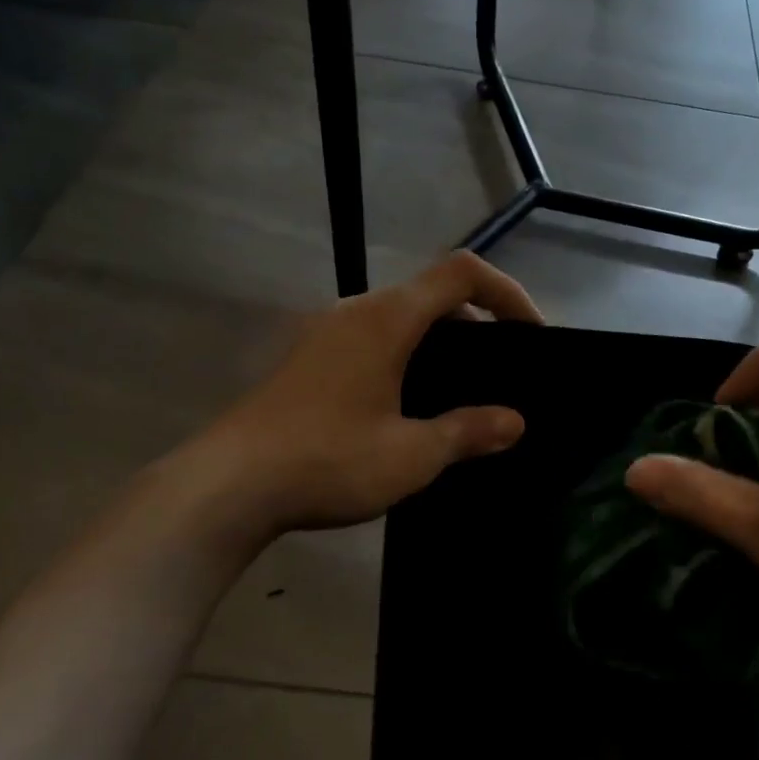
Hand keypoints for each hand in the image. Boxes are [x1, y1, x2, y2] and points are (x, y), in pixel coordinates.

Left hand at [189, 253, 542, 538]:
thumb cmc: (328, 460)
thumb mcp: (412, 454)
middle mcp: (356, 310)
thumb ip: (468, 432)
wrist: (227, 486)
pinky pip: (372, 338)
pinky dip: (407, 354)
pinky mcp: (307, 358)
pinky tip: (408, 404)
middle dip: (477, 320)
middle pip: (432, 292)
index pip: (462, 273)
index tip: (530, 334)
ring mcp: (325, 332)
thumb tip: (514, 423)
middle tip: (502, 368)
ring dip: (440, 340)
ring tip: (462, 389)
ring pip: (400, 316)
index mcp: (388, 318)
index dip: (507, 292)